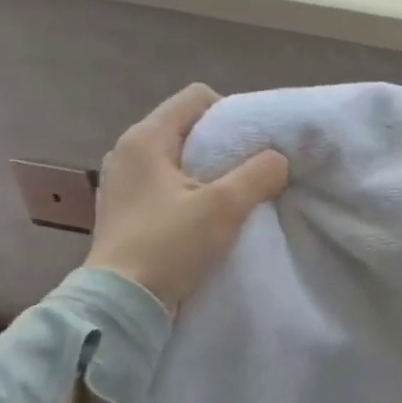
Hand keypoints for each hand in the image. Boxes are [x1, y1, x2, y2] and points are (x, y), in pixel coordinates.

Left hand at [83, 84, 288, 310]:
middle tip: (249, 174)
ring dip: (209, 173)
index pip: (197, 97)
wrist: (122, 304)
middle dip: (224, 146)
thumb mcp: (225, 206)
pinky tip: (205, 219)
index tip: (253, 147)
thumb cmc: (170, 245)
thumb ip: (259, 174)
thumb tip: (279, 159)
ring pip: (179, 159)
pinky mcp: (125, 211)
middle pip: (188, 128)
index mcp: (145, 138)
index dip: (232, 114)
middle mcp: (127, 152)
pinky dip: (190, 194)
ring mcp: (123, 183)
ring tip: (231, 199)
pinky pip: (167, 185)